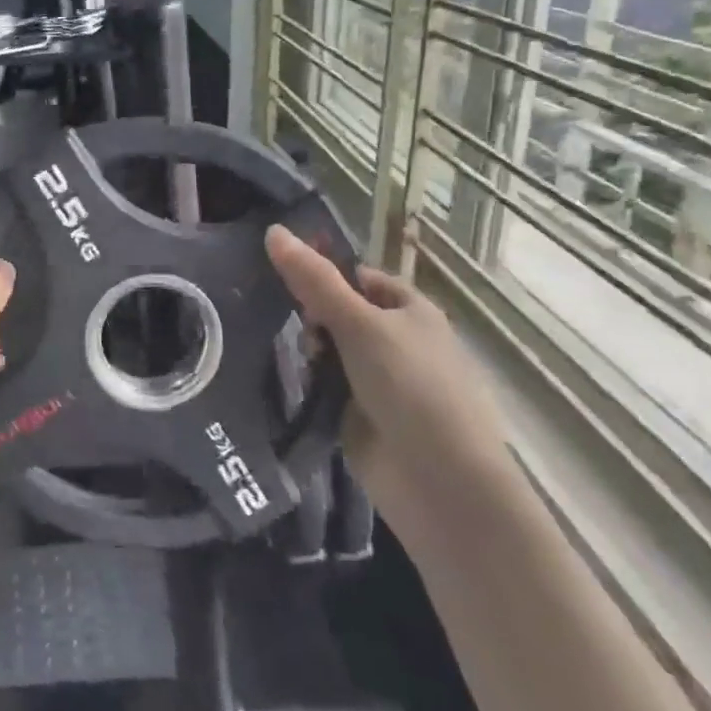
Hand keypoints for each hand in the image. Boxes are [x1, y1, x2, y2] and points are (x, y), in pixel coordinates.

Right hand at [265, 225, 510, 523]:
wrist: (438, 480)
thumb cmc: (410, 386)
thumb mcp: (360, 324)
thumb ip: (314, 280)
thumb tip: (273, 230)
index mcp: (410, 311)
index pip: (359, 278)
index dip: (325, 274)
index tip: (286, 277)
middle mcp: (396, 341)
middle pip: (339, 313)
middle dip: (311, 316)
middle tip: (289, 322)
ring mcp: (379, 380)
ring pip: (329, 351)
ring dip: (308, 352)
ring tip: (288, 355)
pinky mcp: (360, 414)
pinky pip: (325, 386)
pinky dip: (309, 383)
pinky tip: (288, 381)